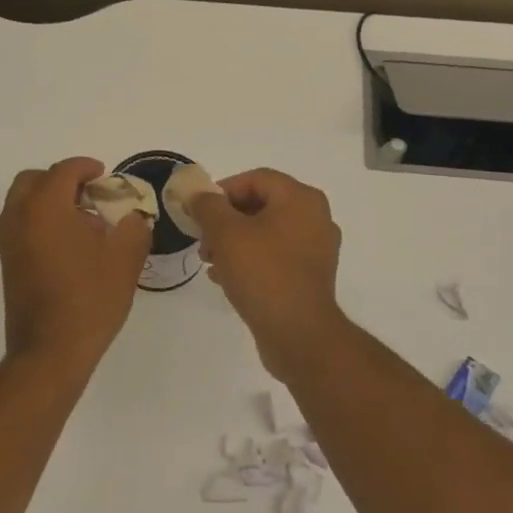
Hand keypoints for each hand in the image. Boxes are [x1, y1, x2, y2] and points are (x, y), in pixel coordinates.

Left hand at [0, 157, 151, 367]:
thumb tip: (132, 217)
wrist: (50, 351)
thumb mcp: (124, 260)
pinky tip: (70, 245)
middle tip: (89, 194)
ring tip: (83, 221)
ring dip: (49, 200)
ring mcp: (8, 242)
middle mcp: (19, 218)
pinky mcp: (7, 263)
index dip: (86, 167)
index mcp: (45, 208)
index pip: (63, 171)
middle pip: (34, 180)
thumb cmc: (90, 300)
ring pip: (23, 203)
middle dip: (61, 180)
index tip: (104, 175)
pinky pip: (21, 225)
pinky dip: (41, 220)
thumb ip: (133, 227)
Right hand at [186, 169, 349, 377]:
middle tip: (202, 240)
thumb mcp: (226, 233)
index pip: (255, 178)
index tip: (199, 212)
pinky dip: (250, 260)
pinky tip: (226, 278)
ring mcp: (316, 249)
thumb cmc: (263, 273)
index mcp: (301, 199)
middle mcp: (315, 218)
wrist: (298, 334)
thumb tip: (196, 193)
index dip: (222, 190)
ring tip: (209, 261)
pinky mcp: (310, 276)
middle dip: (225, 219)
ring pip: (266, 232)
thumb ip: (207, 206)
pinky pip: (275, 256)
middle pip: (261, 205)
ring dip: (234, 241)